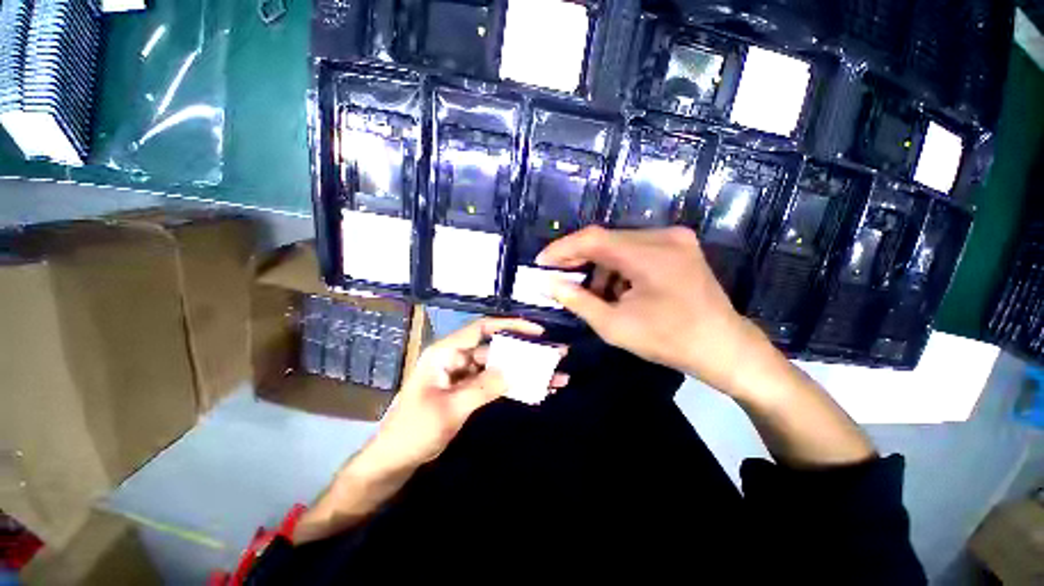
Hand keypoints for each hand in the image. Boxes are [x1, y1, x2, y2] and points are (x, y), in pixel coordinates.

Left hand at [370, 318, 567, 470]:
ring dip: (524, 372)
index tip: (537, 331)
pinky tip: (536, 390)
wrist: (395, 459)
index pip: (482, 329)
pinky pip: (495, 383)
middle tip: (555, 354)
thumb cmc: (414, 430)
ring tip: (555, 376)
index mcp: (446, 352)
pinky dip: (513, 386)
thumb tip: (514, 371)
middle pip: (497, 349)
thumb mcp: (450, 408)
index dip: (510, 326)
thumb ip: (483, 387)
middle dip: (525, 352)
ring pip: (499, 367)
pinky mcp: (469, 390)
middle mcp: (457, 358)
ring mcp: (464, 375)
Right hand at [537, 226, 772, 395]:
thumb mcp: (615, 326)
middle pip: (606, 239)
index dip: (562, 249)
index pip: (593, 238)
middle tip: (559, 277)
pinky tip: (617, 289)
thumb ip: (577, 300)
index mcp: (650, 254)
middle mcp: (664, 236)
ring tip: (593, 293)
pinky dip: (619, 267)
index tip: (541, 263)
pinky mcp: (680, 246)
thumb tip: (548, 283)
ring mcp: (675, 238)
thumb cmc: (669, 341)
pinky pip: (637, 249)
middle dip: (579, 259)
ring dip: (600, 266)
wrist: (724, 348)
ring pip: (620, 244)